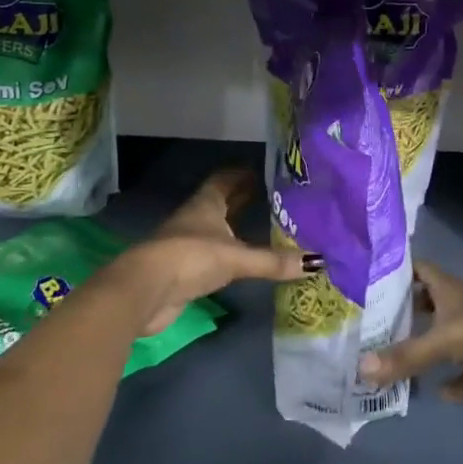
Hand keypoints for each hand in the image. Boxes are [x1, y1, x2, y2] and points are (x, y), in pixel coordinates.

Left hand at [116, 167, 314, 334]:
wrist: (145, 291)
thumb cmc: (191, 258)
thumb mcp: (237, 257)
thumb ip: (273, 261)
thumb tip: (317, 262)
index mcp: (206, 203)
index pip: (225, 179)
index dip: (242, 174)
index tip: (263, 172)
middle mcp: (196, 218)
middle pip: (220, 203)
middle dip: (242, 199)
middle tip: (271, 198)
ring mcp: (186, 244)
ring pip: (215, 229)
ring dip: (234, 227)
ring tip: (262, 227)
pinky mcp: (183, 270)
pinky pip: (212, 254)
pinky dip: (227, 253)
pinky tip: (242, 260)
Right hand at [357, 260, 462, 401]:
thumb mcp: (447, 339)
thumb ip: (407, 355)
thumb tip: (360, 368)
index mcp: (451, 289)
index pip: (418, 270)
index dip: (396, 271)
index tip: (366, 277)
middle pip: (429, 306)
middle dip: (405, 315)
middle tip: (371, 327)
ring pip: (448, 342)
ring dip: (427, 352)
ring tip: (394, 363)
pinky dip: (457, 384)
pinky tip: (440, 394)